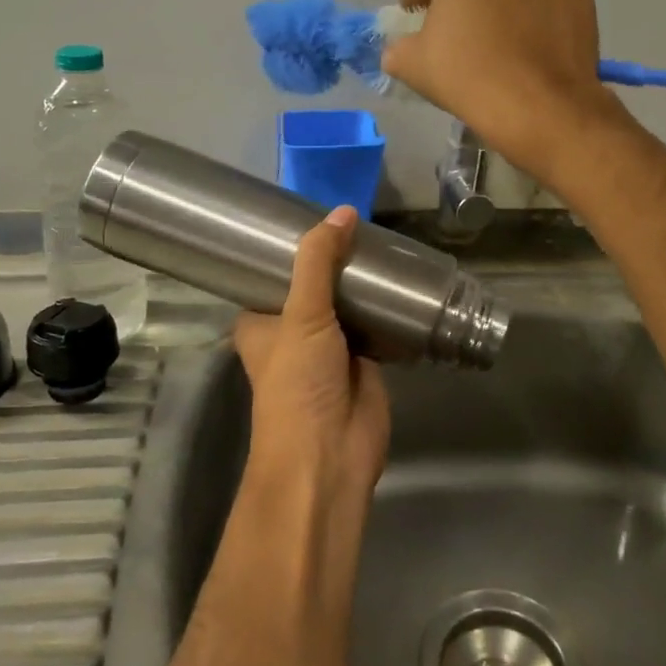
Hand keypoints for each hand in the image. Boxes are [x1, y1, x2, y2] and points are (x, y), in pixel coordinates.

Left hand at [233, 206, 390, 506]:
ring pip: (346, 303)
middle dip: (334, 260)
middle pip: (314, 285)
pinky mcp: (365, 361)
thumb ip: (318, 262)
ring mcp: (330, 347)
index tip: (311, 211)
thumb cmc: (297, 383)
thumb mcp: (301, 314)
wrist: (330, 454)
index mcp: (260, 321)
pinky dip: (388, 307)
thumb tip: (343, 210)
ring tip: (384, 239)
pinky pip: (376, 324)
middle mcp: (292, 331)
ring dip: (362, 282)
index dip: (290, 248)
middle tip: (359, 219)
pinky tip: (404, 279)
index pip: (271, 274)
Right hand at [381, 0, 625, 183]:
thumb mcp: (412, 63)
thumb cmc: (467, 72)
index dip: (419, 4)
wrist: (541, 106)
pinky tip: (528, 50)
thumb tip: (401, 50)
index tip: (419, 30)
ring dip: (503, 1)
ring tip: (498, 44)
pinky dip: (535, 16)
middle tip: (458, 35)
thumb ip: (398, 47)